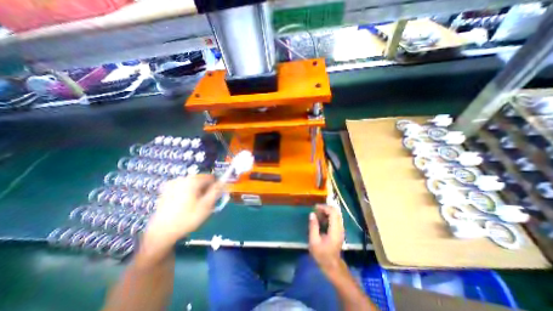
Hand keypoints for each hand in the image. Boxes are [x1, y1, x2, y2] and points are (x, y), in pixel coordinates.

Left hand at [144, 175, 221, 247]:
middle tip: (204, 203)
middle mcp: (182, 179)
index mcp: (192, 181)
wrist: (161, 233)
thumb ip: (216, 191)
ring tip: (194, 205)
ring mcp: (172, 184)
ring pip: (193, 184)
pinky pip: (183, 187)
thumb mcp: (206, 205)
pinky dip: (187, 193)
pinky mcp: (166, 190)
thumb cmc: (187, 218)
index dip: (215, 186)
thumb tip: (223, 182)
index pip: (211, 177)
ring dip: (197, 191)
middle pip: (201, 180)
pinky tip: (184, 205)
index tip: (214, 197)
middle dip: (205, 189)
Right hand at [309, 206, 343, 272]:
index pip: (333, 212)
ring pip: (336, 214)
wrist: (332, 266)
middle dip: (326, 208)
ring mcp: (341, 229)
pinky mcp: (339, 231)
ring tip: (317, 214)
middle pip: (336, 211)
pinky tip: (321, 219)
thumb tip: (312, 214)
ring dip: (327, 211)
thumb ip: (313, 226)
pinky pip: (335, 218)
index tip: (315, 207)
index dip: (324, 207)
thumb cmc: (322, 254)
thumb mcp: (314, 241)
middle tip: (316, 210)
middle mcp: (340, 228)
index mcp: (335, 230)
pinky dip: (328, 215)